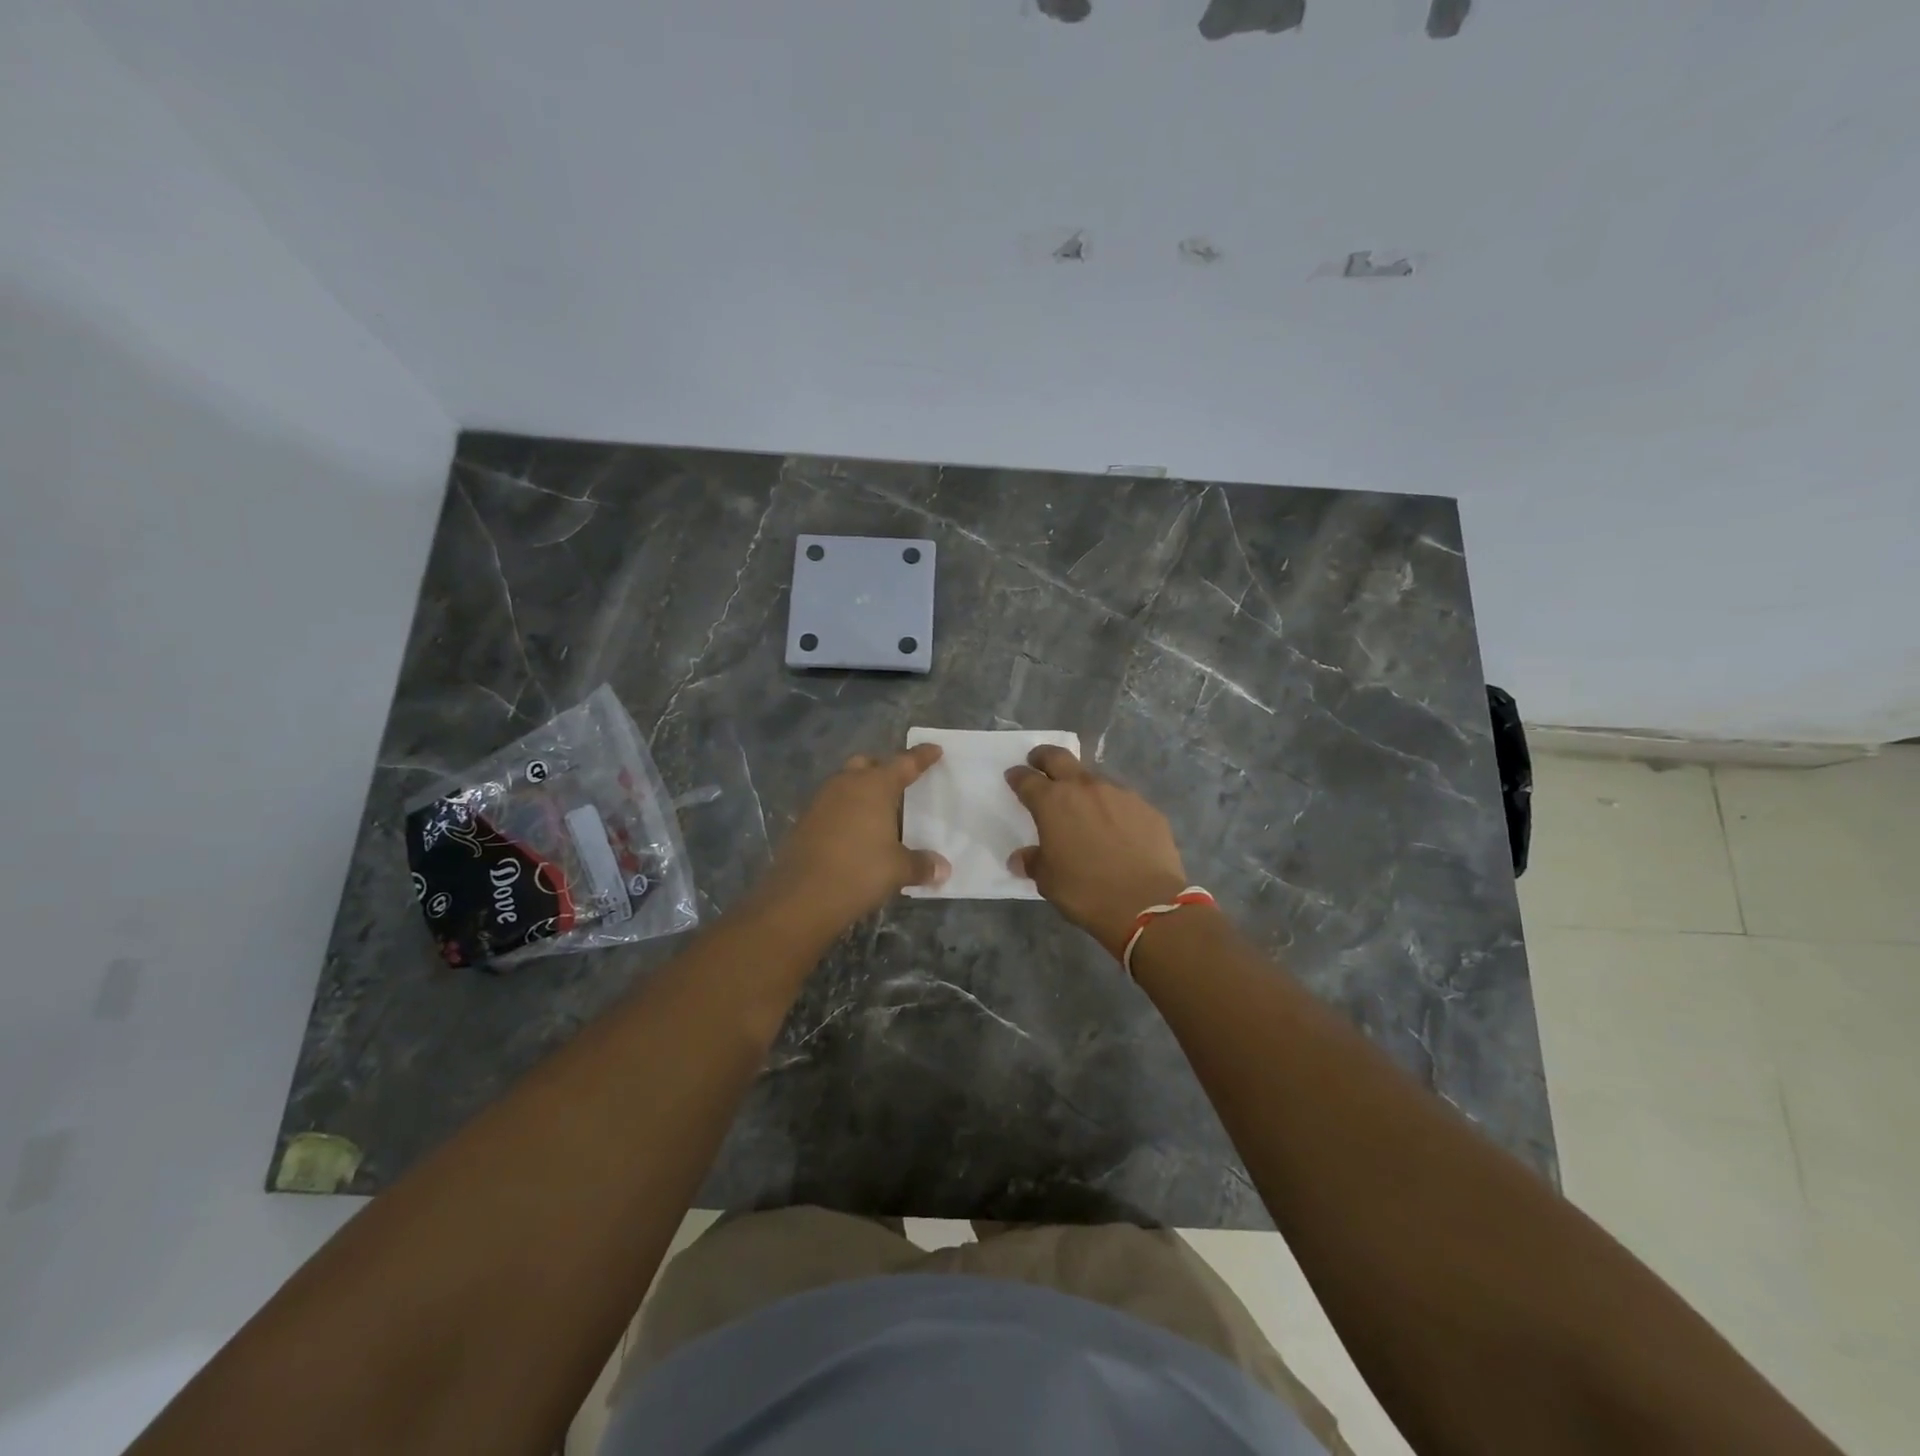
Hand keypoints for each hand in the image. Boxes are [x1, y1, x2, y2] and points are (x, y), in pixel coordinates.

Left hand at [755, 745, 950, 934]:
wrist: (800, 897)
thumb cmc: (858, 872)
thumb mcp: (898, 870)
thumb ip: (921, 864)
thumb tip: (943, 869)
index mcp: (874, 786)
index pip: (904, 763)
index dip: (922, 757)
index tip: (934, 749)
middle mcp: (846, 784)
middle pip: (867, 765)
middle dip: (883, 769)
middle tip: (900, 784)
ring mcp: (820, 801)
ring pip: (845, 784)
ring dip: (861, 791)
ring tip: (879, 813)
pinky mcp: (804, 821)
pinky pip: (832, 806)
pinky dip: (846, 812)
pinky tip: (855, 834)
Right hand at [1006, 746, 1191, 956]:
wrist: (1147, 903)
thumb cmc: (1086, 891)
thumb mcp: (1048, 881)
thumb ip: (1033, 862)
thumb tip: (1021, 858)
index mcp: (1053, 802)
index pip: (1027, 779)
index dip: (1017, 776)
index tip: (1013, 776)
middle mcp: (1085, 788)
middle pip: (1059, 758)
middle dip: (1044, 756)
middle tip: (1038, 761)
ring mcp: (1119, 794)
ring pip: (1094, 778)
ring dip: (1083, 786)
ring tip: (1083, 806)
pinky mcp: (1147, 807)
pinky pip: (1122, 800)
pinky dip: (1112, 808)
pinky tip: (1117, 828)